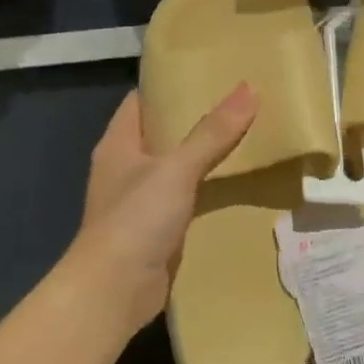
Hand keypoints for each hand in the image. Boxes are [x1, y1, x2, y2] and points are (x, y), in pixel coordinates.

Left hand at [71, 83, 257, 334]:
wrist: (114, 291)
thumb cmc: (135, 219)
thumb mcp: (176, 169)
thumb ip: (212, 132)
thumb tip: (248, 88)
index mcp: (119, 143)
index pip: (143, 100)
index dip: (171, 85)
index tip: (209, 73)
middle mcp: (126, 167)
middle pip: (164, 134)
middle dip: (198, 120)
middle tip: (242, 104)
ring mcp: (141, 201)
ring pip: (178, 169)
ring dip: (207, 158)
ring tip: (249, 138)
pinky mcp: (158, 230)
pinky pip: (187, 200)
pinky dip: (209, 192)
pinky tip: (239, 186)